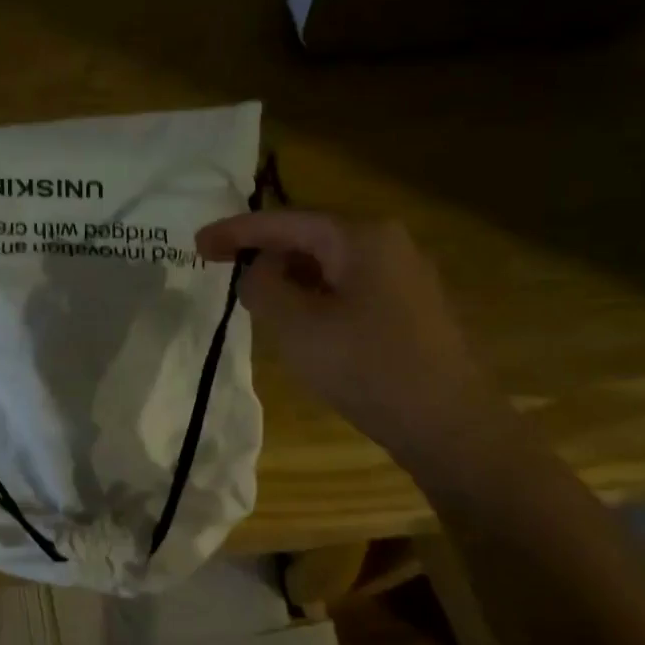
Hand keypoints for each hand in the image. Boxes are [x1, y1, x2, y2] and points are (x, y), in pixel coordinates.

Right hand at [196, 211, 497, 459]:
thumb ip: (262, 286)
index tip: (197, 243)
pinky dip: (314, 295)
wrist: (448, 424)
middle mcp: (387, 243)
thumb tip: (257, 270)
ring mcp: (404, 274)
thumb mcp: (296, 326)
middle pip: (309, 236)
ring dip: (288, 276)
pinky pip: (348, 286)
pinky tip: (299, 320)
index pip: (285, 221)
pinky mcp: (409, 306)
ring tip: (256, 299)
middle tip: (222, 268)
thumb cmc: (366, 367)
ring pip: (329, 263)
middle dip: (263, 251)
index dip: (236, 231)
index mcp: (361, 236)